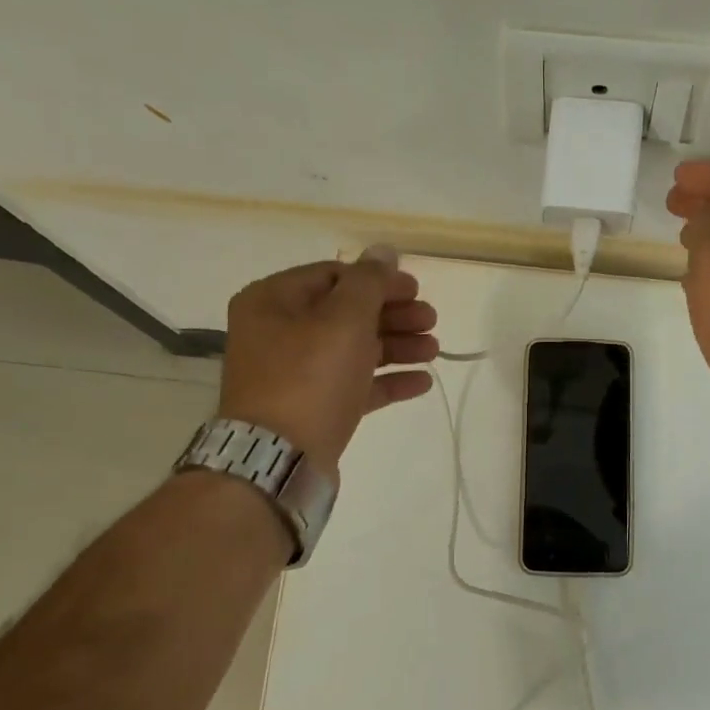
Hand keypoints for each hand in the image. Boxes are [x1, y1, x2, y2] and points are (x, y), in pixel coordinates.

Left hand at [216, 247, 438, 473]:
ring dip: (397, 346)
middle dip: (394, 315)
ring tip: (435, 351)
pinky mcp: (313, 408)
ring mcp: (295, 374)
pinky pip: (355, 385)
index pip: (334, 275)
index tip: (417, 290)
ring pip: (354, 349)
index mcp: (274, 301)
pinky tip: (423, 381)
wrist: (278, 459)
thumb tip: (384, 250)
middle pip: (347, 313)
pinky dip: (387, 380)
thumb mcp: (343, 320)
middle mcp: (279, 333)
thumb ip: (369, 282)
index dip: (378, 280)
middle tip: (432, 320)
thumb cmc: (309, 377)